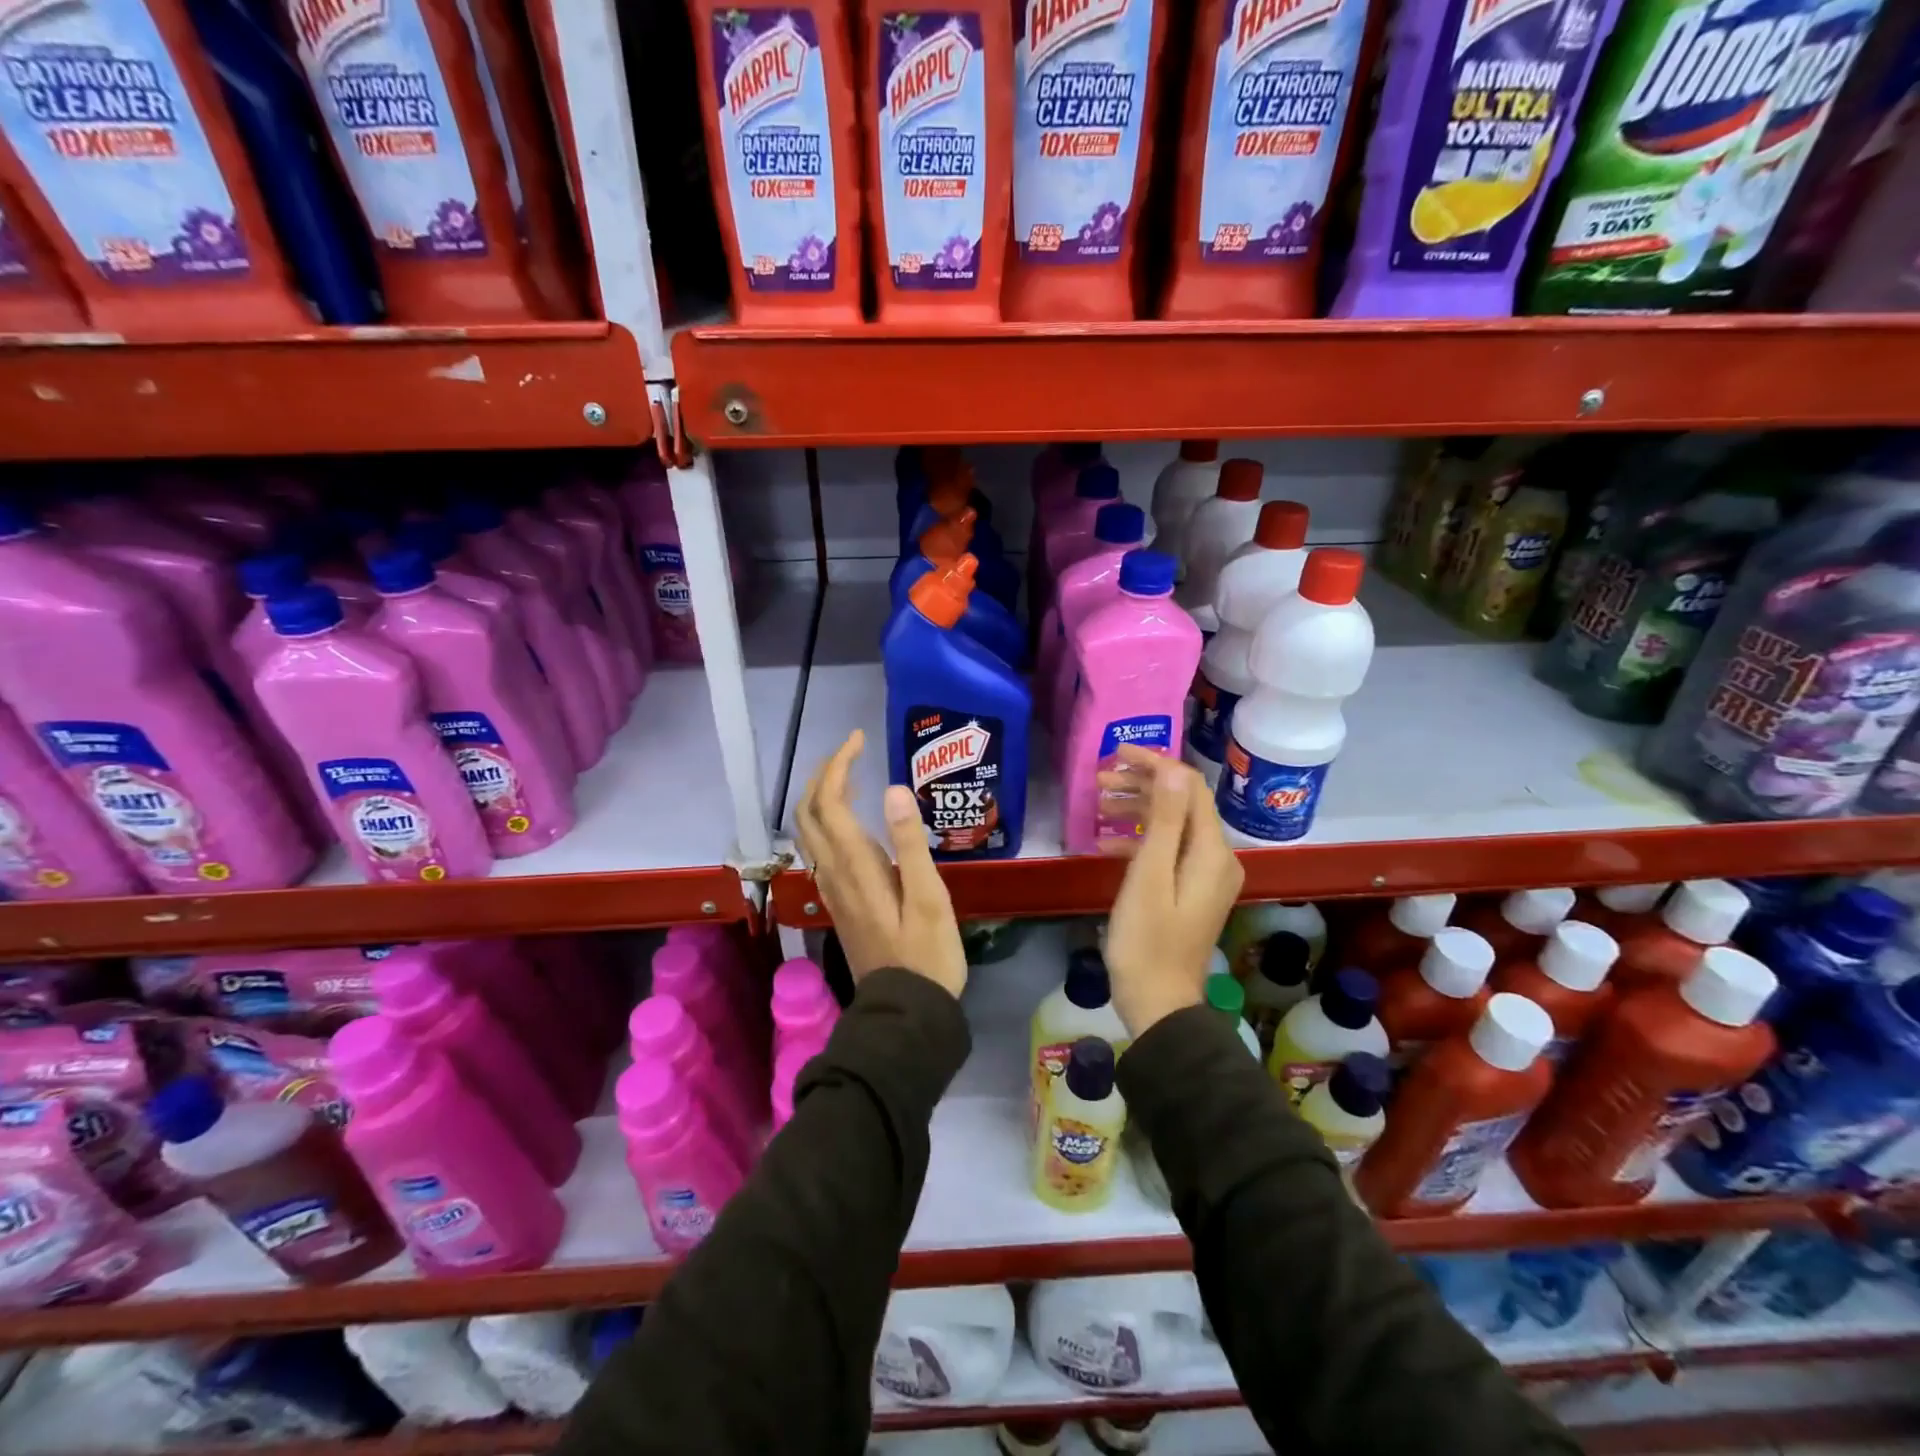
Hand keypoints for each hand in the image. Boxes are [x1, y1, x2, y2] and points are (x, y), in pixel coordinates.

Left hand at [793, 730, 967, 999]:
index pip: (829, 802)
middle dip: (822, 774)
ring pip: (809, 832)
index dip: (837, 765)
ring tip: (852, 776)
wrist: (905, 1012)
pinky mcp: (839, 903)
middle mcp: (833, 873)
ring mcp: (832, 890)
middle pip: (807, 813)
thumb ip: (909, 843)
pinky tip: (853, 823)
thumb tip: (892, 788)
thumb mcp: (929, 897)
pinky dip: (827, 822)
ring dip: (821, 797)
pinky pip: (820, 850)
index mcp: (855, 866)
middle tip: (851, 752)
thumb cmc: (927, 954)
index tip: (858, 739)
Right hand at [1097, 746, 1243, 1036]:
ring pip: (1172, 825)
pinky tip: (1106, 841)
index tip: (1116, 753)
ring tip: (1096, 802)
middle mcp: (1216, 858)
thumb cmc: (1147, 940)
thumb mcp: (1150, 876)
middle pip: (1181, 803)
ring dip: (1136, 809)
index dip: (1155, 764)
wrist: (1157, 1002)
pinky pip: (1167, 850)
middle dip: (1141, 785)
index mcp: (1212, 852)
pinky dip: (1139, 839)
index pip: (1189, 788)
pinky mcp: (1189, 890)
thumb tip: (1175, 770)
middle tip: (1098, 778)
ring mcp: (1204, 876)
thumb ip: (1166, 820)